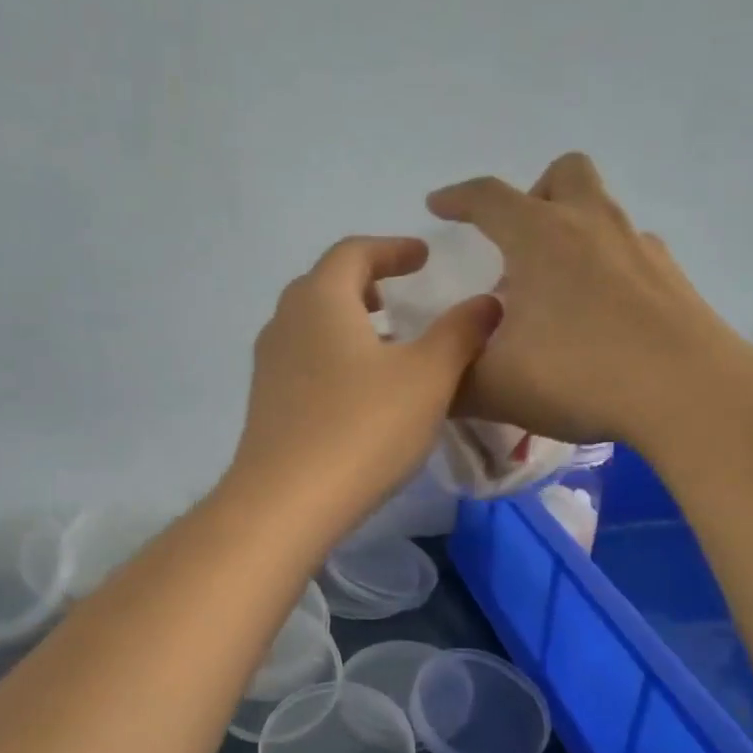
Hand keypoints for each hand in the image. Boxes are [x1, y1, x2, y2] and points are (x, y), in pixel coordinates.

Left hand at [230, 235, 502, 532]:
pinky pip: (303, 364)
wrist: (286, 503)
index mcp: (320, 299)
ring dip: (348, 325)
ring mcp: (268, 367)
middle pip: (324, 286)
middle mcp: (285, 322)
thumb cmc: (363, 428)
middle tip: (398, 298)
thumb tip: (487, 302)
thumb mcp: (428, 378)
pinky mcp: (265, 406)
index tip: (423, 256)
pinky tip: (358, 394)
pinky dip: (334, 360)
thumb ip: (461, 333)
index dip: (392, 248)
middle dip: (364, 284)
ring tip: (384, 348)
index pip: (354, 252)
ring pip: (311, 327)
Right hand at [428, 152, 752, 448]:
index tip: (438, 205)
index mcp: (540, 237)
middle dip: (534, 195)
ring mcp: (640, 248)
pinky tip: (602, 319)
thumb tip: (434, 379)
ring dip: (573, 234)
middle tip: (518, 244)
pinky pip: (632, 255)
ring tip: (558, 293)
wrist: (687, 394)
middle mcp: (592, 226)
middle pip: (564, 175)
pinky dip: (608, 271)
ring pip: (603, 213)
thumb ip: (452, 383)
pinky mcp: (673, 280)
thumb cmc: (579, 376)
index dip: (457, 198)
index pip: (488, 198)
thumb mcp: (495, 389)